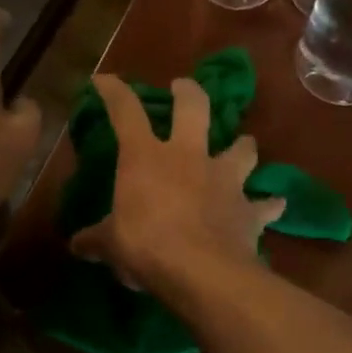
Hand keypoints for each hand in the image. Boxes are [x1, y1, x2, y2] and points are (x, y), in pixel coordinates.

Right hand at [70, 75, 283, 289]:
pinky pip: (265, 204)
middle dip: (189, 92)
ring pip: (241, 148)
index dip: (114, 92)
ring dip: (243, 146)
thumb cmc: (146, 246)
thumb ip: (96, 240)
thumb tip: (77, 245)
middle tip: (184, 86)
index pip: (125, 112)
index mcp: (146, 157)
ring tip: (244, 144)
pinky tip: (274, 204)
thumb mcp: (111, 244)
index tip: (104, 80)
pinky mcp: (248, 209)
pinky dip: (268, 204)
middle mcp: (188, 157)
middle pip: (194, 109)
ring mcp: (223, 180)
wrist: (202, 272)